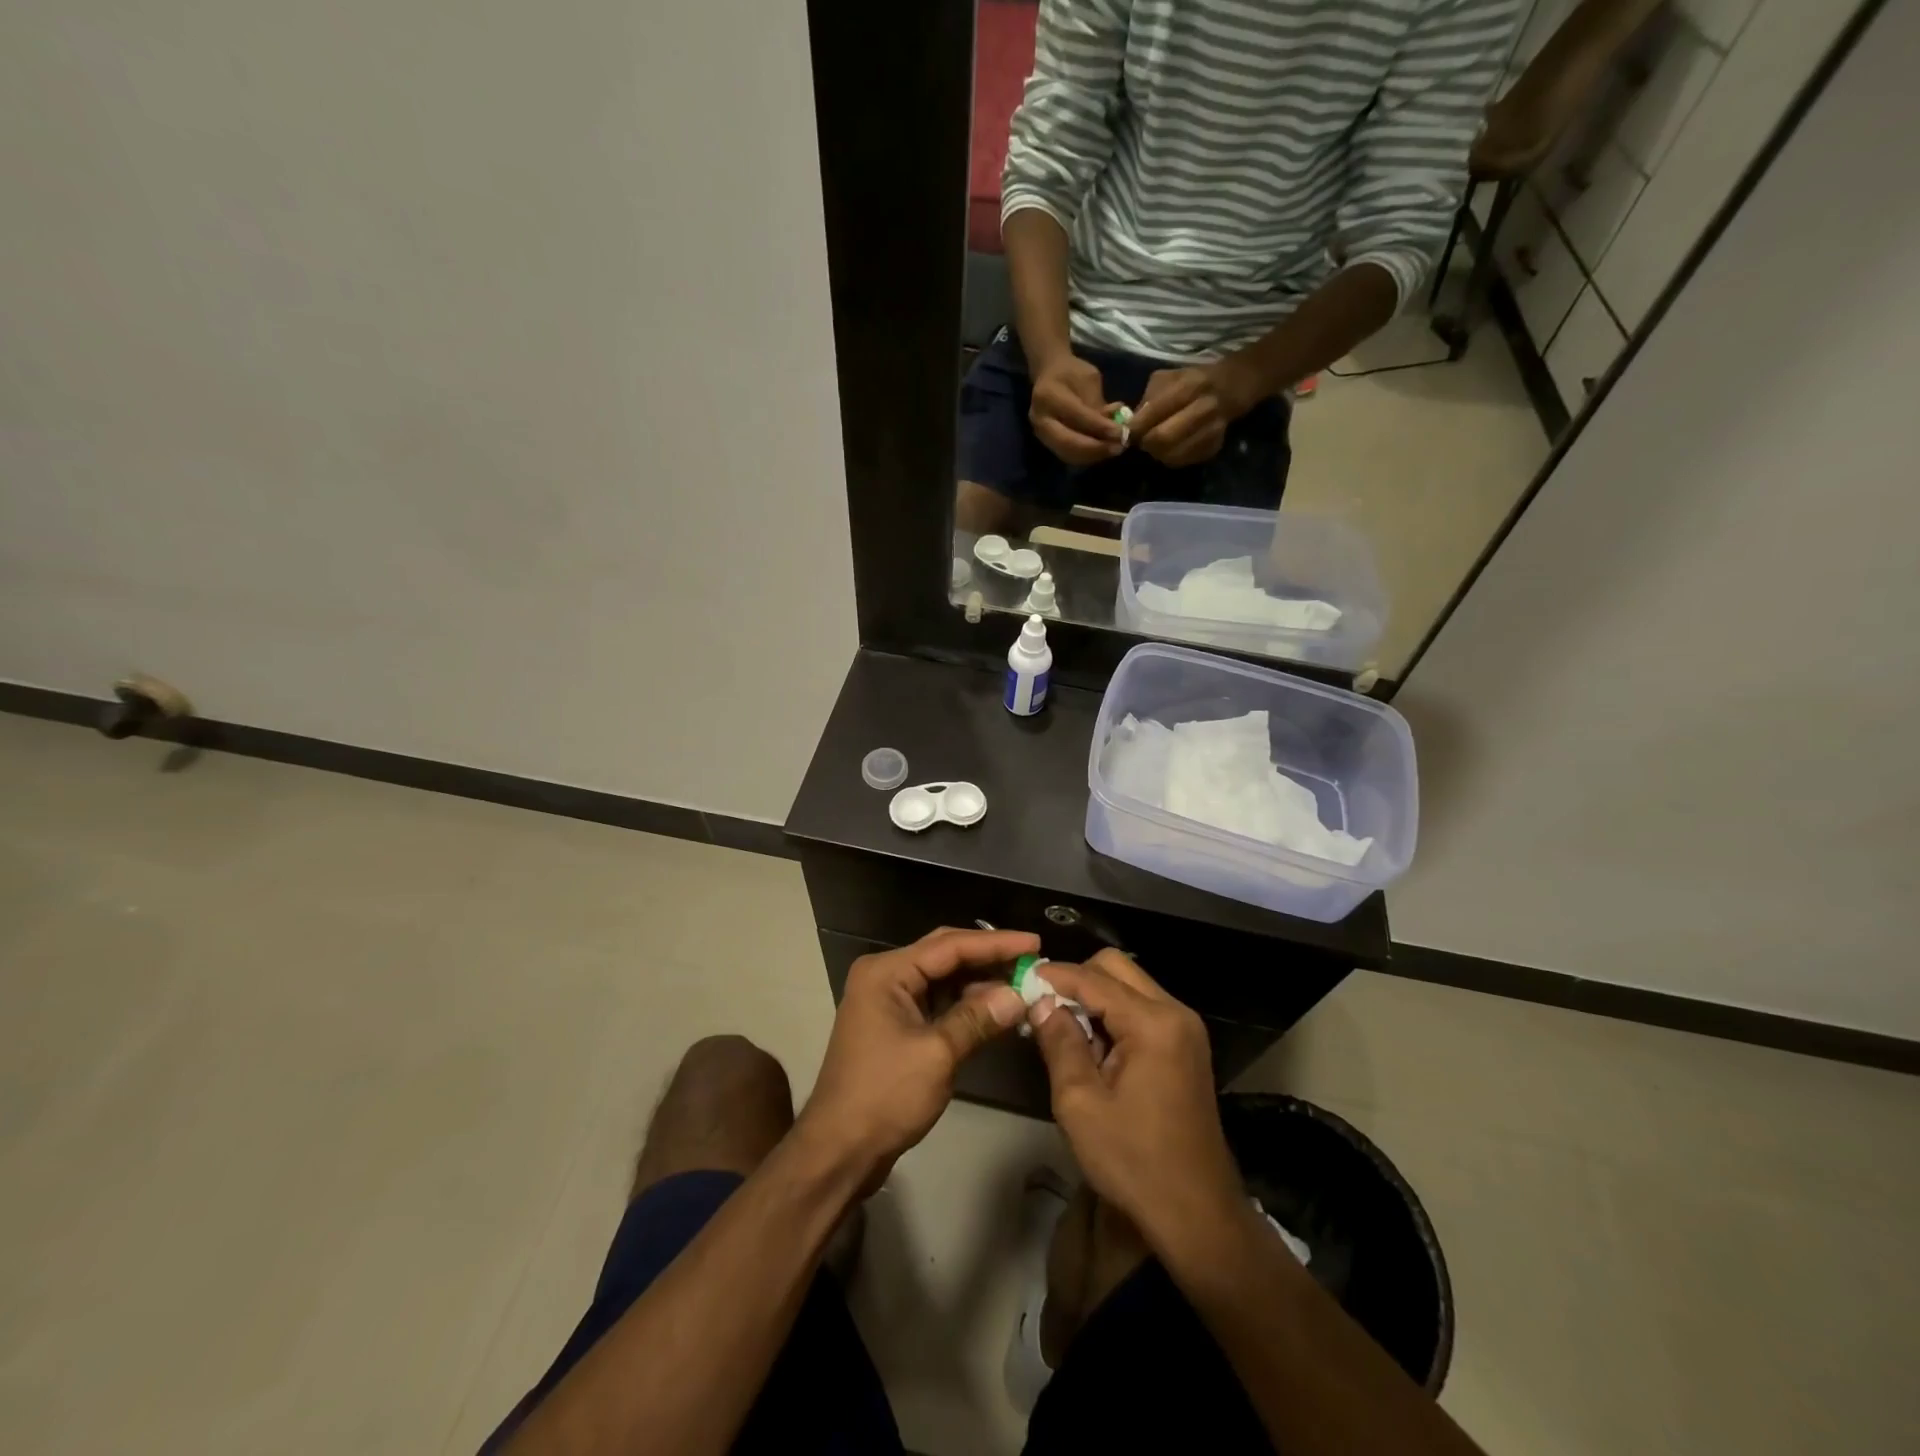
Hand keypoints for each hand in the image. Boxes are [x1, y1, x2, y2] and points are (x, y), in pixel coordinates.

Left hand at [799, 927, 1035, 1185]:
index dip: (995, 943)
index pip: (949, 945)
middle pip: (945, 955)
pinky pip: (937, 1002)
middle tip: (1032, 958)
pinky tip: (997, 1008)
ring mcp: (889, 1001)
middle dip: (988, 957)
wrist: (839, 1150)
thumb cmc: (884, 1096)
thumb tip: (1019, 995)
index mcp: (887, 972)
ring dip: (980, 982)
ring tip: (1022, 982)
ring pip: (943, 979)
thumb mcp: (937, 1054)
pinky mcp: (896, 1025)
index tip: (1034, 942)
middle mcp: (886, 976)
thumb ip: (978, 1018)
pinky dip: (966, 1004)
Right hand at [1027, 950, 1244, 1245]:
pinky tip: (1093, 1048)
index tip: (1020, 980)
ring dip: (1095, 998)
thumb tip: (1040, 1002)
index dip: (1054, 976)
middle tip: (1044, 1008)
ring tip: (1065, 1032)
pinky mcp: (1186, 1047)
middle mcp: (1175, 1013)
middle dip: (1077, 980)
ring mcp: (1185, 1029)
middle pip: (1116, 968)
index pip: (1093, 978)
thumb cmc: (1134, 1161)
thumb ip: (1059, 1042)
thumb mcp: (1080, 1103)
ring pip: (1130, 985)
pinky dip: (1114, 1015)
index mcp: (1153, 1023)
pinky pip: (1143, 1009)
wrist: (1197, 1215)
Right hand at [1029, 354, 1124, 464]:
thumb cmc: (1071, 372)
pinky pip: (1069, 456)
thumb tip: (1114, 429)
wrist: (1048, 375)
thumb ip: (1097, 405)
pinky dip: (1088, 456)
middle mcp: (1040, 419)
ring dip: (1093, 456)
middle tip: (1118, 447)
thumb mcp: (1088, 379)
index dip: (1100, 427)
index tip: (1121, 432)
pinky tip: (1103, 450)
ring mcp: (1041, 434)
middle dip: (1096, 449)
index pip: (1077, 416)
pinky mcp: (1047, 443)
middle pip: (1068, 443)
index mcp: (1048, 396)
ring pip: (1068, 454)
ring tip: (1114, 449)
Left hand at [1129, 359, 1263, 466]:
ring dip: (1157, 452)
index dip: (1135, 427)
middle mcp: (1204, 408)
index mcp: (1189, 386)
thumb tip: (1130, 424)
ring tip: (1155, 444)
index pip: (1155, 412)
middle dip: (1146, 442)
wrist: (1229, 388)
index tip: (1127, 432)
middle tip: (1141, 440)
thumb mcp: (1168, 379)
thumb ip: (1148, 400)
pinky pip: (1183, 461)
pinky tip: (1170, 448)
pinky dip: (1170, 457)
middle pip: (1163, 438)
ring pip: (1172, 454)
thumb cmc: (1191, 381)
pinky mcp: (1213, 447)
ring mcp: (1212, 430)